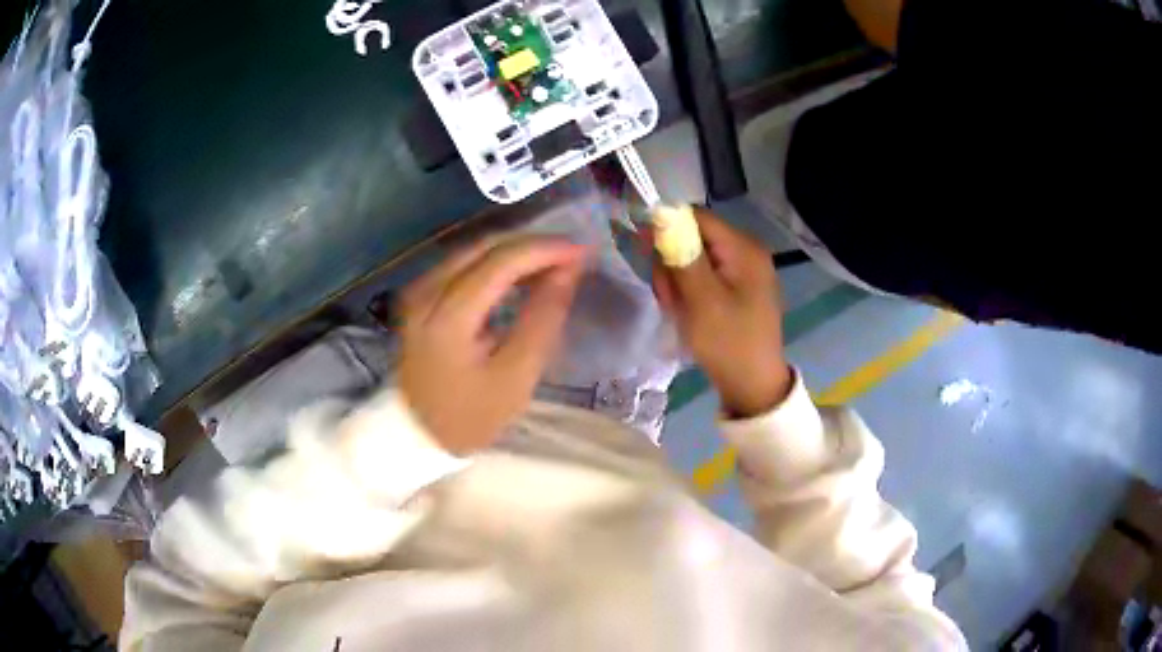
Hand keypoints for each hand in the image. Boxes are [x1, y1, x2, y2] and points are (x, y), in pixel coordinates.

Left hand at [397, 237, 585, 453]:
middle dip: (531, 245)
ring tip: (551, 263)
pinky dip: (493, 263)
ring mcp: (417, 291)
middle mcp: (425, 291)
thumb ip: (543, 317)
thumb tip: (568, 271)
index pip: (501, 261)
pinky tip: (518, 275)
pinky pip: (460, 264)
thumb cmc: (471, 415)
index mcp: (448, 315)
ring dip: (513, 251)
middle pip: (484, 246)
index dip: (545, 249)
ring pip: (471, 250)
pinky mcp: (418, 296)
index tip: (582, 250)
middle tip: (570, 255)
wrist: (418, 434)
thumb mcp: (516, 375)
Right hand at [653, 210, 792, 417]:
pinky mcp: (737, 289)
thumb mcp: (701, 299)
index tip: (645, 252)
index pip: (697, 218)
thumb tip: (661, 216)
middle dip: (673, 264)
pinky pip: (704, 278)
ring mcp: (743, 272)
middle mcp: (746, 252)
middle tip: (669, 297)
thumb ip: (682, 255)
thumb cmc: (727, 342)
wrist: (752, 386)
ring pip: (695, 260)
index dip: (667, 228)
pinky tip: (688, 314)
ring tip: (678, 310)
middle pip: (695, 239)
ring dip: (678, 282)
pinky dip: (690, 292)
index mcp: (744, 249)